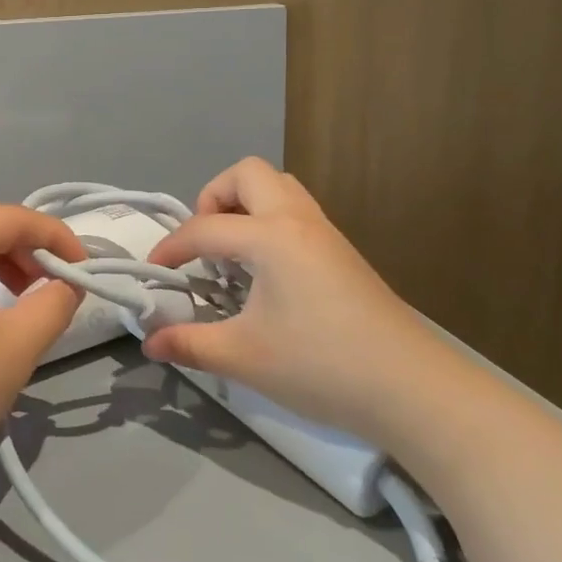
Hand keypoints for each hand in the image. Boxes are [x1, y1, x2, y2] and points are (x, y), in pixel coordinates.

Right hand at [141, 158, 434, 436]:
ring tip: (232, 254)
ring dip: (245, 206)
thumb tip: (150, 343)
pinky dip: (269, 223)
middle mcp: (297, 220)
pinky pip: (295, 212)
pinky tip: (265, 273)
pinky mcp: (342, 252)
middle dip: (214, 198)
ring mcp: (325, 233)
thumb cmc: (321, 365)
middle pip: (247, 174)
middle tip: (205, 244)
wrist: (411, 388)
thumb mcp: (244, 357)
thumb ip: (190, 344)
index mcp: (271, 236)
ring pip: (278, 188)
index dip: (172, 247)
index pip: (205, 227)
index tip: (154, 273)